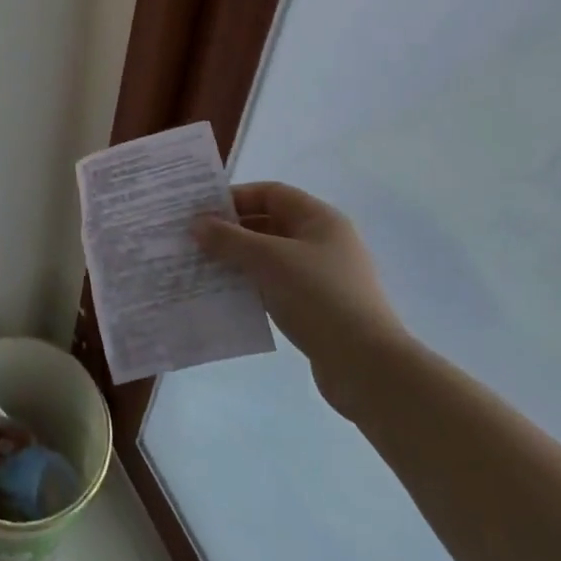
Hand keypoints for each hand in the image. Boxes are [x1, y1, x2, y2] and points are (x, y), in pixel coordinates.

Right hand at [193, 182, 411, 418]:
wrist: (367, 367)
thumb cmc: (318, 297)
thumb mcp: (268, 260)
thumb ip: (229, 239)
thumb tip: (196, 224)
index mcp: (320, 219)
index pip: (271, 193)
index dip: (235, 197)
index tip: (201, 210)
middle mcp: (323, 242)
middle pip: (269, 224)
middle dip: (231, 231)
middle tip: (194, 240)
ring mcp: (322, 277)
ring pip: (270, 257)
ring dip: (238, 261)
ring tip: (203, 268)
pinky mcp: (318, 309)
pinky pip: (276, 286)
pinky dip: (252, 287)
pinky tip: (226, 296)